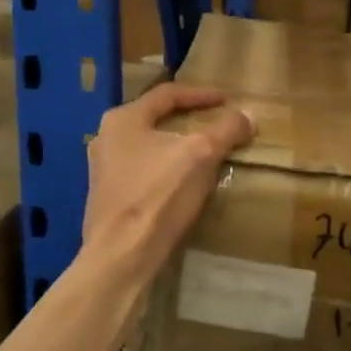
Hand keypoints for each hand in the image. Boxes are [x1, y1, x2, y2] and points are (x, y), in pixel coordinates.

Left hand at [82, 84, 254, 276]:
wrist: (122, 255)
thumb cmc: (159, 195)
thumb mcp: (201, 155)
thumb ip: (226, 130)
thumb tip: (247, 115)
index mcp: (123, 120)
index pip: (167, 94)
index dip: (201, 95)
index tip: (227, 100)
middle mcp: (106, 138)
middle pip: (156, 119)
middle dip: (188, 120)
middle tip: (215, 122)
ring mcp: (103, 170)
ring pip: (149, 147)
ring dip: (178, 146)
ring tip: (205, 152)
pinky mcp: (109, 197)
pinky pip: (144, 171)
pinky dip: (168, 168)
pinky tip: (184, 181)